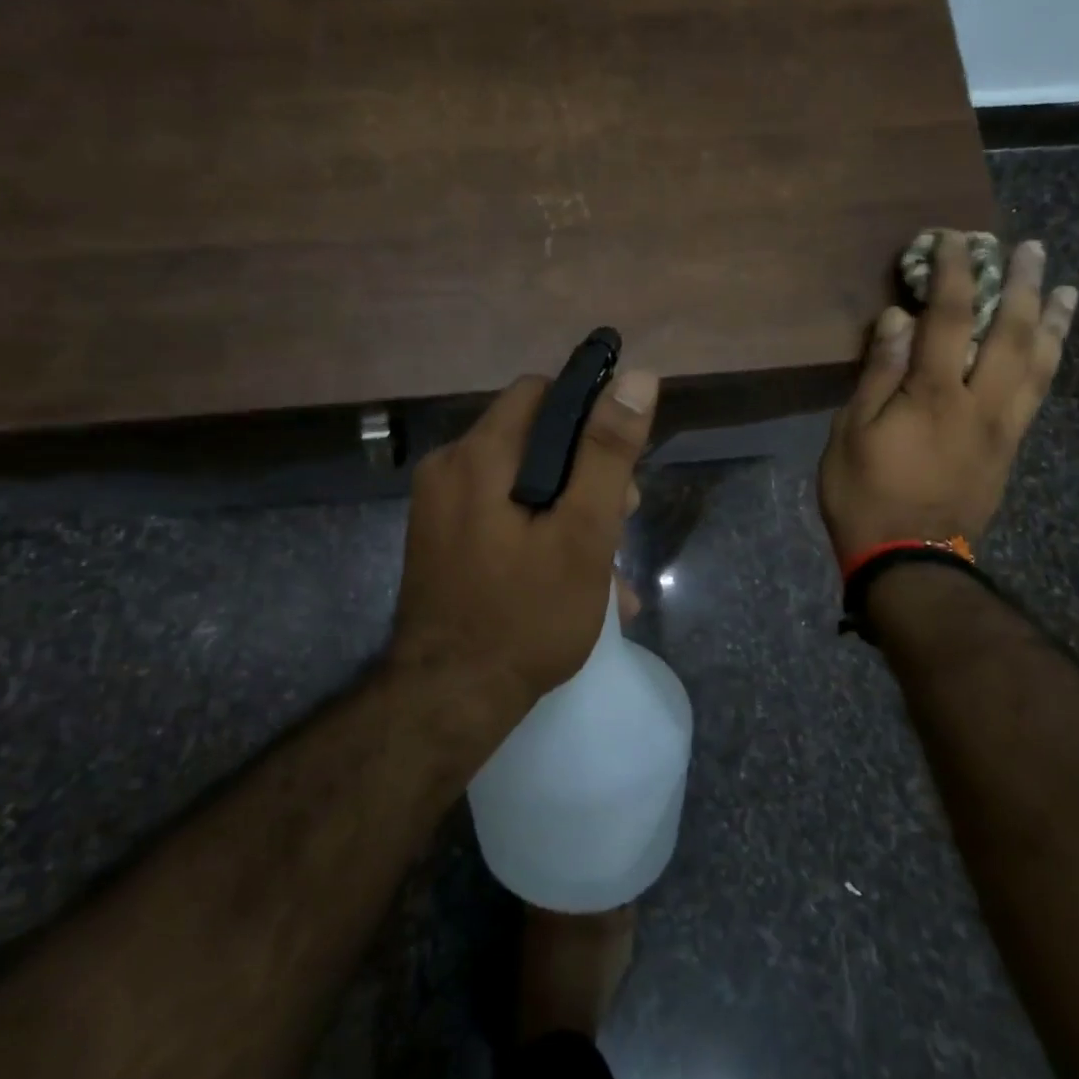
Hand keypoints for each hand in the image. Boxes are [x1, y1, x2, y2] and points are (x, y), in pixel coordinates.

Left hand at [390, 368, 659, 707]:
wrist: (447, 702)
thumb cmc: (525, 616)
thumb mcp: (582, 533)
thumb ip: (608, 453)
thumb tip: (638, 377)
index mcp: (477, 455)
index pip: (541, 393)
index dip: (589, 414)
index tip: (620, 460)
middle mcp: (449, 468)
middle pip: (531, 439)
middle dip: (584, 471)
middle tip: (621, 518)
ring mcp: (440, 506)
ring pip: (520, 480)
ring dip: (568, 508)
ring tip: (608, 565)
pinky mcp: (442, 539)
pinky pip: (499, 513)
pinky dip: (538, 530)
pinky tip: (575, 578)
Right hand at [819, 232, 1076, 560]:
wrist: (909, 560)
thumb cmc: (865, 494)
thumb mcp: (851, 432)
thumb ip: (878, 373)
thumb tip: (898, 319)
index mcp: (935, 395)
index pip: (949, 318)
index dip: (954, 273)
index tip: (956, 238)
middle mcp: (981, 403)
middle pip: (1010, 333)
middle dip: (1021, 284)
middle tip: (1029, 247)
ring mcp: (1003, 427)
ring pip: (1039, 364)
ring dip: (1052, 321)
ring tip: (1064, 288)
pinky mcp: (1010, 449)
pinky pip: (1039, 393)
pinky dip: (1050, 360)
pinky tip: (1051, 346)